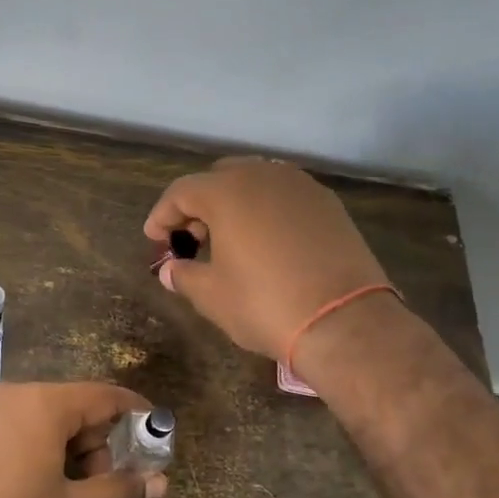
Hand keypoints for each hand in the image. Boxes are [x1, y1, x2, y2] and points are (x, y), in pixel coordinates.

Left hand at [0, 381, 167, 497]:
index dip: (133, 412)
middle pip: (65, 406)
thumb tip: (158, 482)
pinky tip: (7, 492)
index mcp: (41, 404)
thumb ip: (121, 492)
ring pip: (29, 418)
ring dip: (54, 447)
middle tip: (93, 487)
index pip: (103, 395)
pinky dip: (18, 449)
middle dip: (90, 442)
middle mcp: (5, 394)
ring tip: (51, 494)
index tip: (152, 430)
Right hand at [144, 157, 389, 368]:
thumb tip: (171, 271)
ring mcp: (301, 187)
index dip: (162, 215)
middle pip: (219, 178)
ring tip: (228, 240)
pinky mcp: (328, 205)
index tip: (155, 240)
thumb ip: (184, 275)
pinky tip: (265, 243)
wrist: (343, 321)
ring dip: (235, 205)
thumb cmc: (264, 304)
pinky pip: (285, 197)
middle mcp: (263, 176)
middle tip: (192, 239)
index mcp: (227, 191)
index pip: (181, 191)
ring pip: (255, 182)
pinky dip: (266, 211)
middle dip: (199, 205)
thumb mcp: (211, 295)